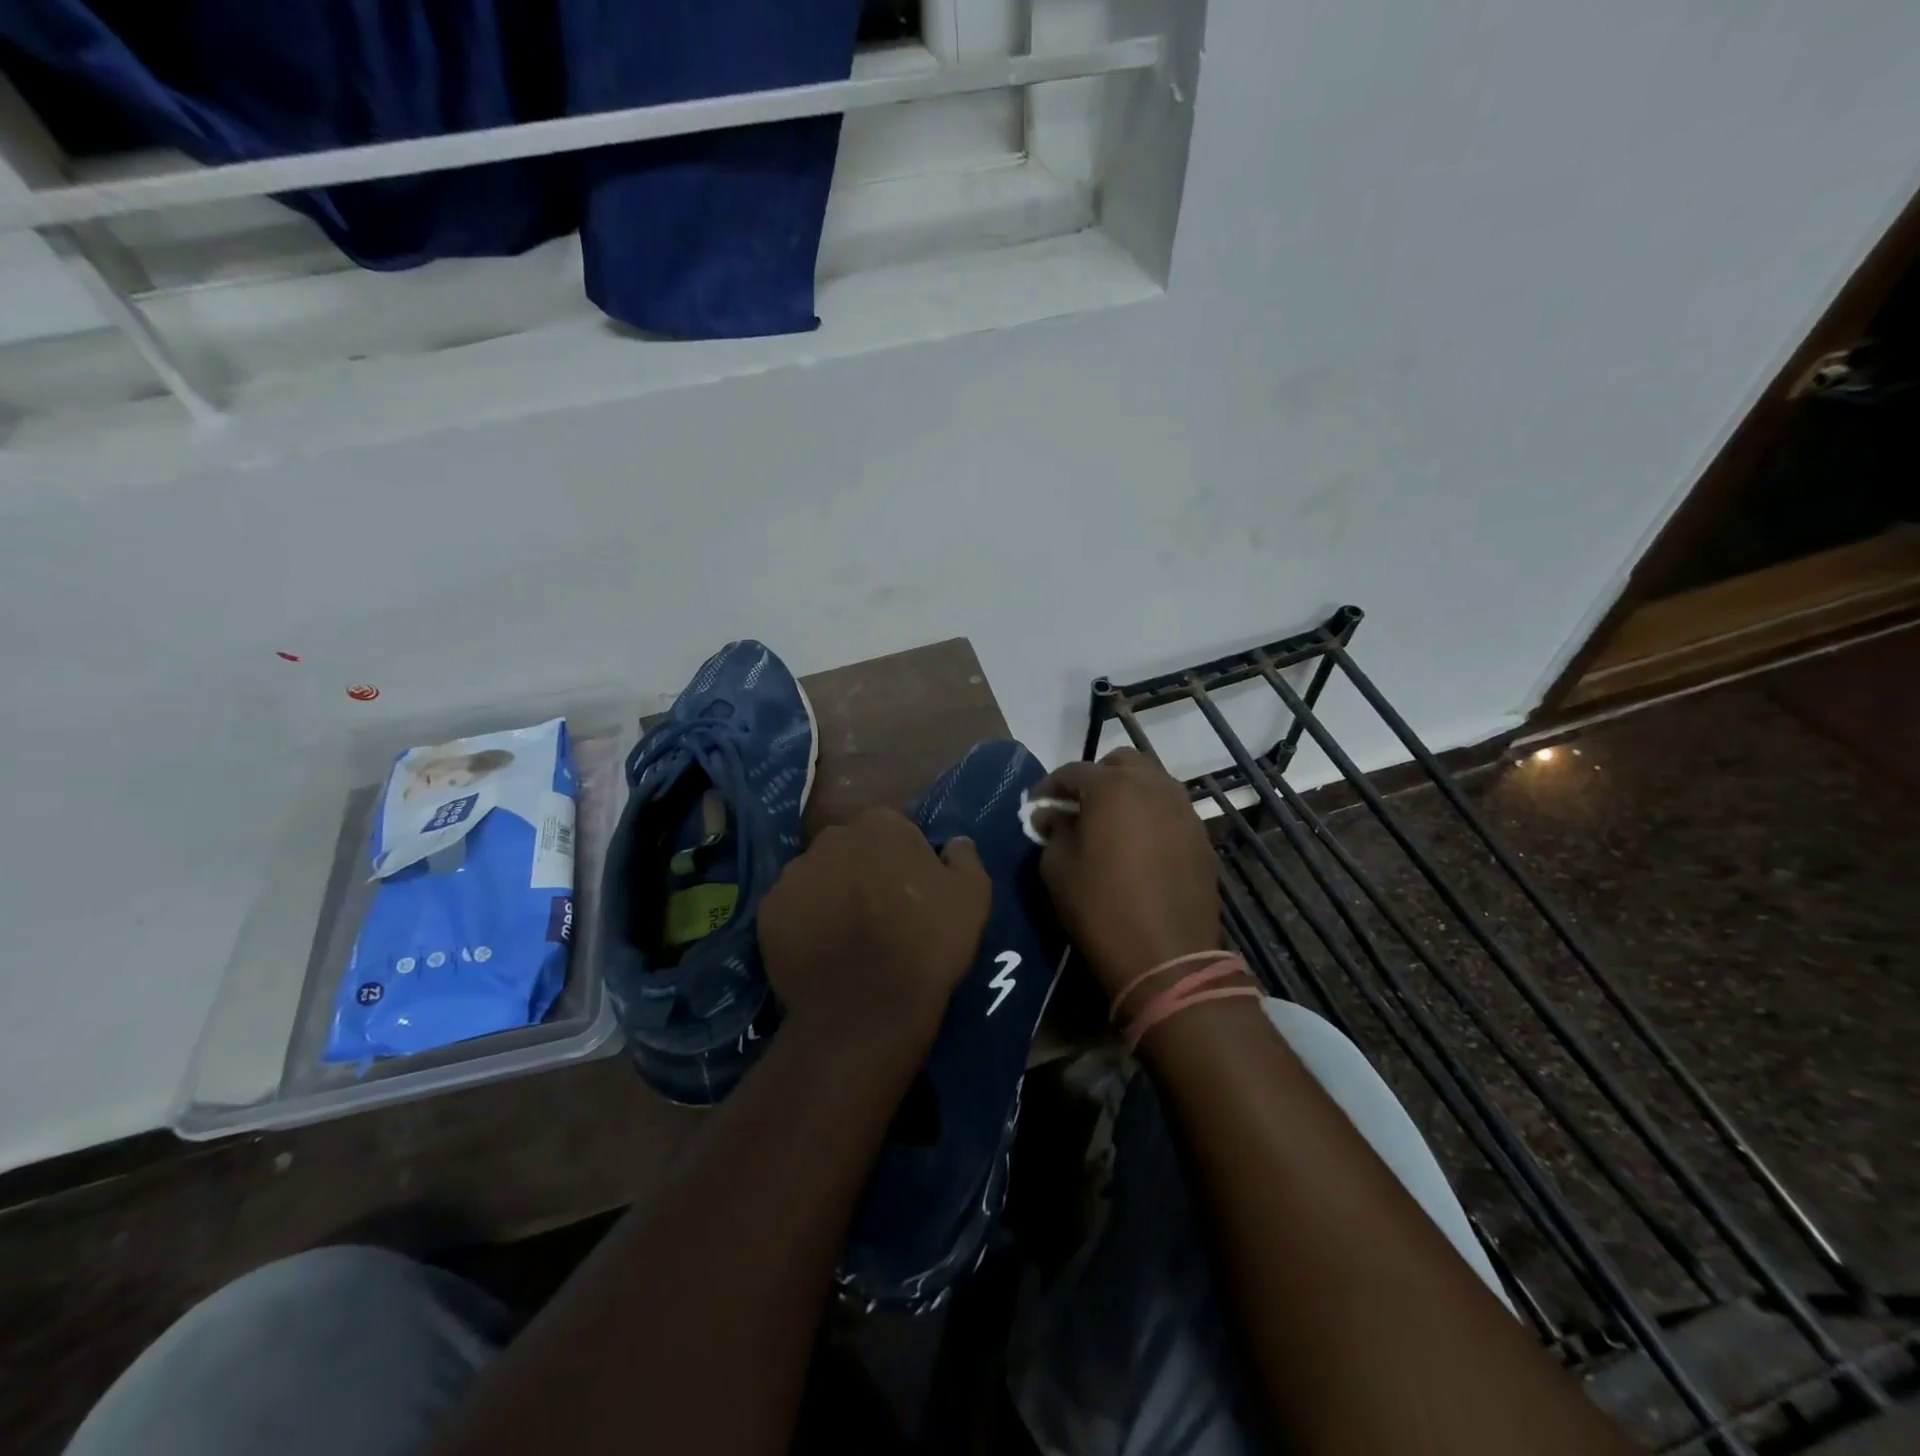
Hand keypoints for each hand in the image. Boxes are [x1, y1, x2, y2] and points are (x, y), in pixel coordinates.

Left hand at [758, 806, 990, 1060]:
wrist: (867, 1009)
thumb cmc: (926, 944)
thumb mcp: (973, 896)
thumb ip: (964, 857)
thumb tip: (955, 842)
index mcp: (881, 825)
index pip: (893, 829)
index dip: (903, 858)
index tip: (912, 888)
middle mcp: (832, 838)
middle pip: (850, 847)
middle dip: (862, 869)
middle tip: (879, 910)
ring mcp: (794, 873)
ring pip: (818, 875)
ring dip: (831, 893)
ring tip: (846, 935)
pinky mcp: (768, 910)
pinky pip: (791, 908)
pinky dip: (803, 922)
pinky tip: (821, 950)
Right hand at [1032, 749, 1218, 997]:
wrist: (1166, 957)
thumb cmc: (1100, 907)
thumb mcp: (1057, 867)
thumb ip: (1053, 830)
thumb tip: (1053, 815)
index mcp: (1113, 786)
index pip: (1073, 771)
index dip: (1050, 787)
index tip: (1038, 808)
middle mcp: (1153, 786)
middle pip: (1121, 762)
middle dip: (1096, 777)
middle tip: (1079, 807)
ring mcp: (1184, 810)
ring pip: (1152, 782)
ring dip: (1127, 793)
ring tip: (1110, 824)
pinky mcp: (1201, 836)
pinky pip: (1170, 810)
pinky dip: (1151, 815)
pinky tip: (1139, 845)